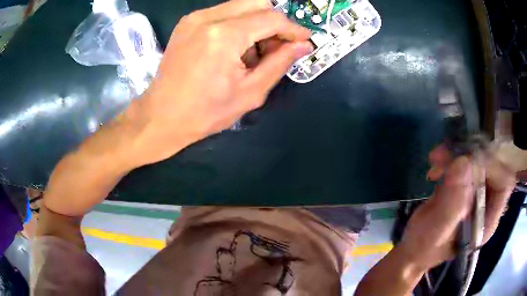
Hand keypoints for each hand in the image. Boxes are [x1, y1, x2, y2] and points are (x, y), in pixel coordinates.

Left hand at [127, 0, 312, 165]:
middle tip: (277, 46)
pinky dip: (237, 25)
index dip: (293, 28)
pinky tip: (234, 49)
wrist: (161, 117)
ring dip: (255, 24)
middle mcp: (208, 18)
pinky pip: (223, 13)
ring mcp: (194, 18)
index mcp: (224, 36)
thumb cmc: (205, 112)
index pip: (271, 18)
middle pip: (257, 3)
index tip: (304, 40)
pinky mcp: (187, 23)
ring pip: (240, 6)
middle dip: (274, 22)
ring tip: (252, 53)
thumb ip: (279, 63)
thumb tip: (303, 45)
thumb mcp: (250, 92)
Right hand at [399, 145, 515, 269]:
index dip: (491, 167)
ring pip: (478, 158)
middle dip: (471, 155)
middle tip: (446, 154)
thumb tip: (463, 164)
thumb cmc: (424, 248)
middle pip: (492, 165)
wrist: (413, 249)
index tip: (467, 159)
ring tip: (435, 159)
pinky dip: (450, 156)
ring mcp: (477, 192)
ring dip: (458, 153)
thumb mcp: (436, 232)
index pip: (503, 184)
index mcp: (487, 220)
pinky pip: (465, 159)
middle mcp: (487, 203)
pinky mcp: (465, 184)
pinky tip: (435, 166)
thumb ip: (452, 204)